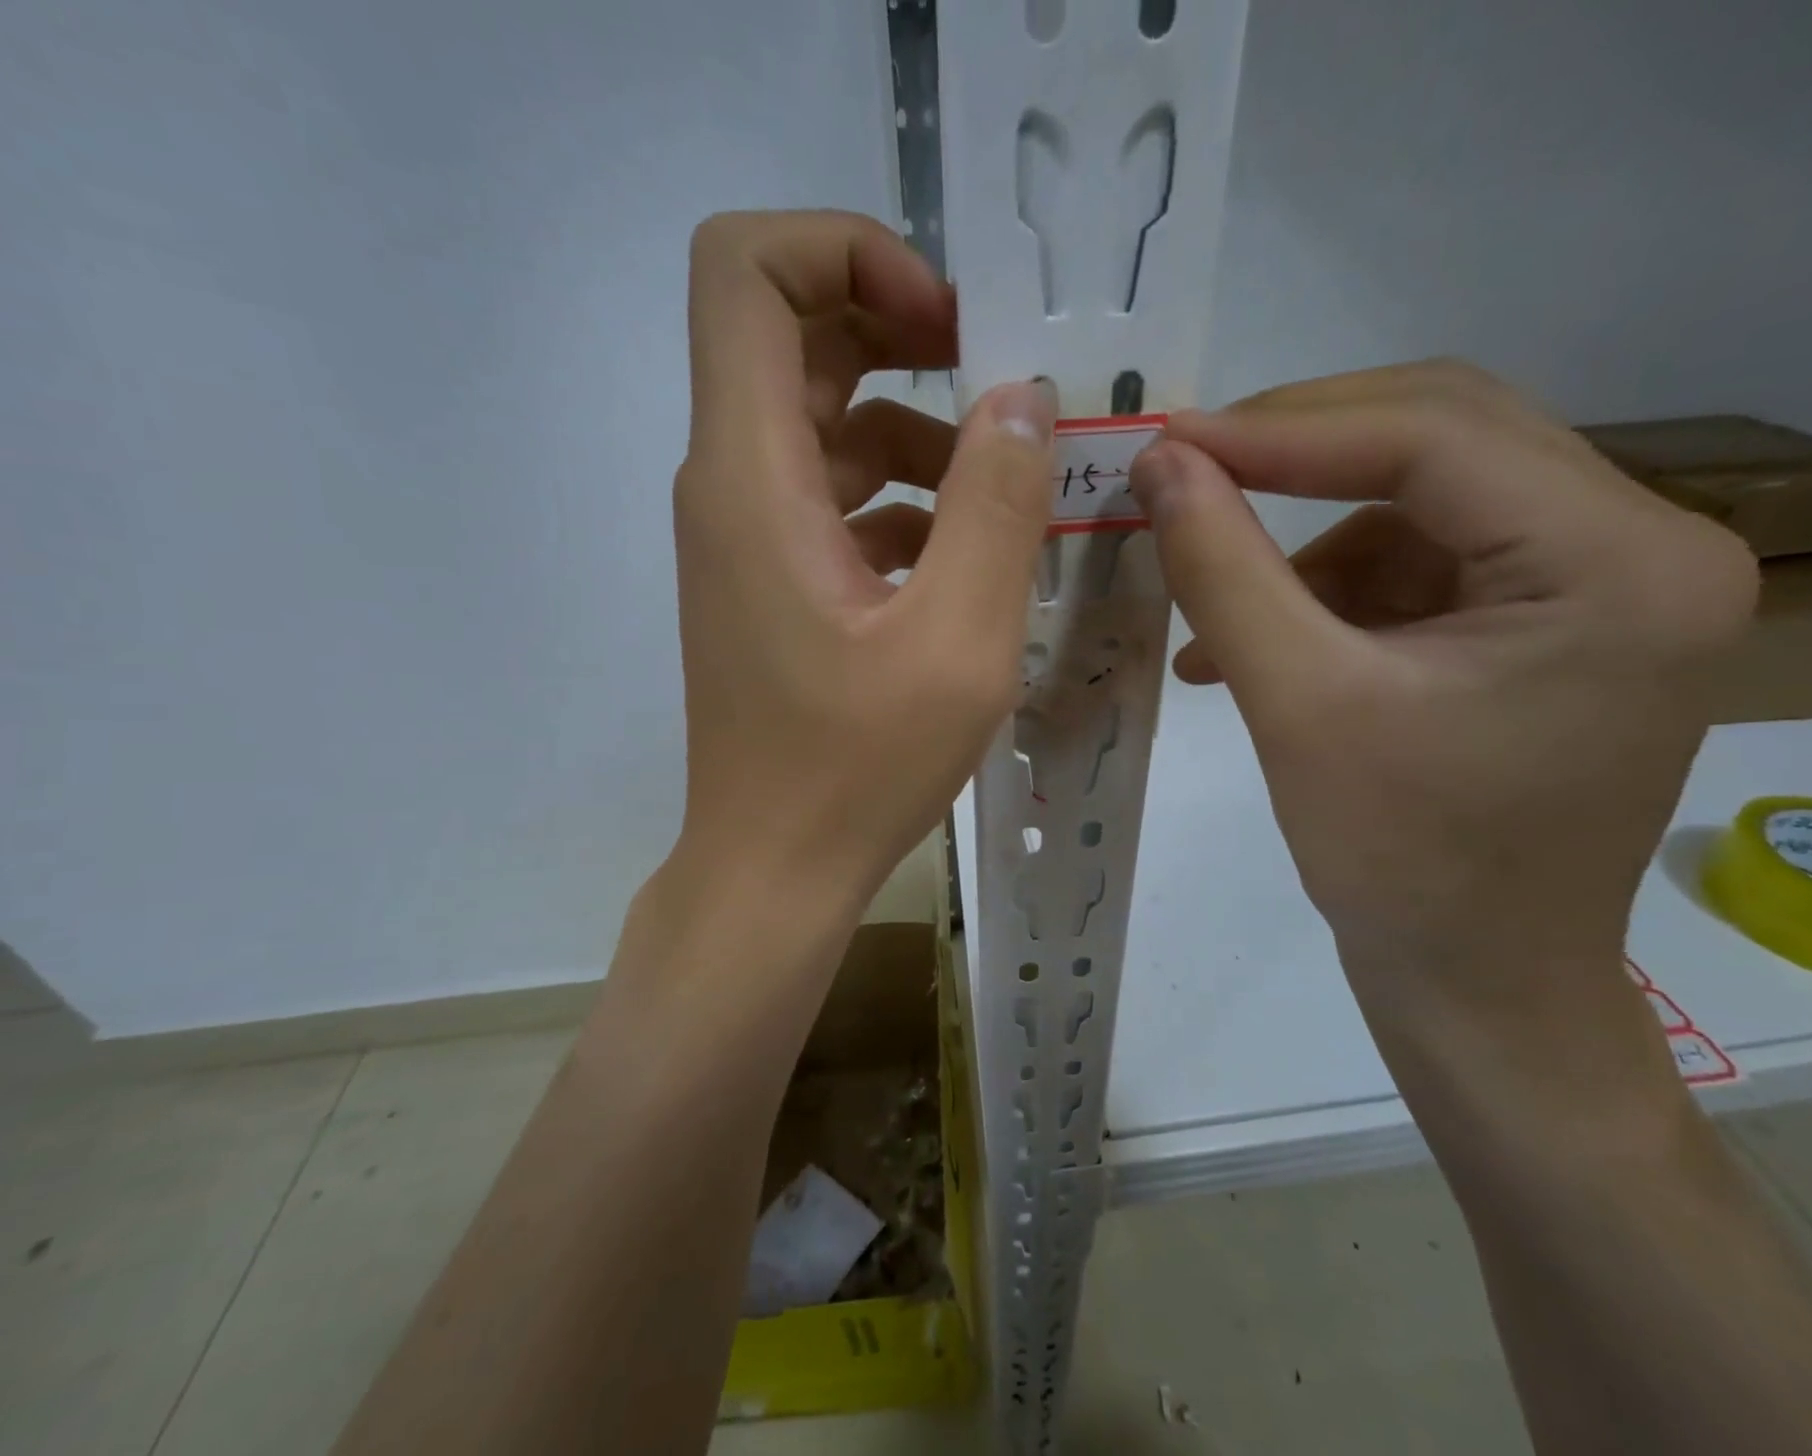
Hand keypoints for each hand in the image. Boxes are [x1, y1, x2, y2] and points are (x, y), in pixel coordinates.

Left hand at [672, 210, 1057, 918]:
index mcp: (752, 475)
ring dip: (914, 431)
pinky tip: (963, 557)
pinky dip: (899, 498)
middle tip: (997, 384)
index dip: (844, 249)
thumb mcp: (958, 639)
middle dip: (899, 332)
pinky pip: (832, 497)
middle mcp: (729, 485)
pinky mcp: (770, 580)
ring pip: (822, 422)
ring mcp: (745, 535)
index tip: (943, 323)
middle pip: (792, 335)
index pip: (744, 270)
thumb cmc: (856, 768)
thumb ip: (997, 505)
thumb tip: (1023, 401)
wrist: (774, 867)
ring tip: (1005, 490)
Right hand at [1130, 362, 1757, 988]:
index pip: (1436, 436)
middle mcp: (1642, 548)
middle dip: (1296, 455)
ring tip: (1216, 613)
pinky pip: (1420, 562)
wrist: (1475, 982)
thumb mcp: (1296, 703)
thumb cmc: (1400, 862)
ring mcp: (1599, 584)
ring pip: (1420, 502)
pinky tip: (1257, 645)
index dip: (1283, 429)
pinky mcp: (1547, 620)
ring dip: (1303, 545)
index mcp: (1620, 564)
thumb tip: (1159, 466)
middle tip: (1185, 474)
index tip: (1168, 444)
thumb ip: (1222, 570)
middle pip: (1444, 441)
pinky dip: (1328, 590)